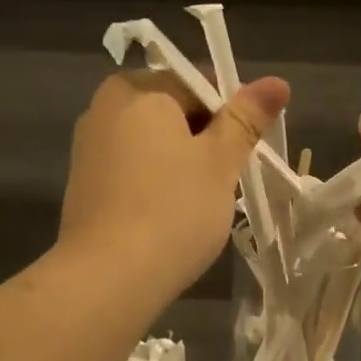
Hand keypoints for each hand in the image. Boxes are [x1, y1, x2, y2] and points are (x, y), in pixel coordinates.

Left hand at [59, 69, 289, 303]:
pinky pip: (132, 166)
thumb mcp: (220, 161)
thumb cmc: (173, 209)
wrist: (107, 278)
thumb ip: (246, 118)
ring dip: (182, 161)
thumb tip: (276, 82)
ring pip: (153, 141)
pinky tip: (170, 214)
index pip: (198, 83)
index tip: (245, 149)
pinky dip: (156, 180)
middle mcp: (105, 107)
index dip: (231, 113)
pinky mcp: (84, 182)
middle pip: (173, 109)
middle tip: (226, 178)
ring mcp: (89, 146)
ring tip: (202, 201)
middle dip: (205, 138)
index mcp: (138, 90)